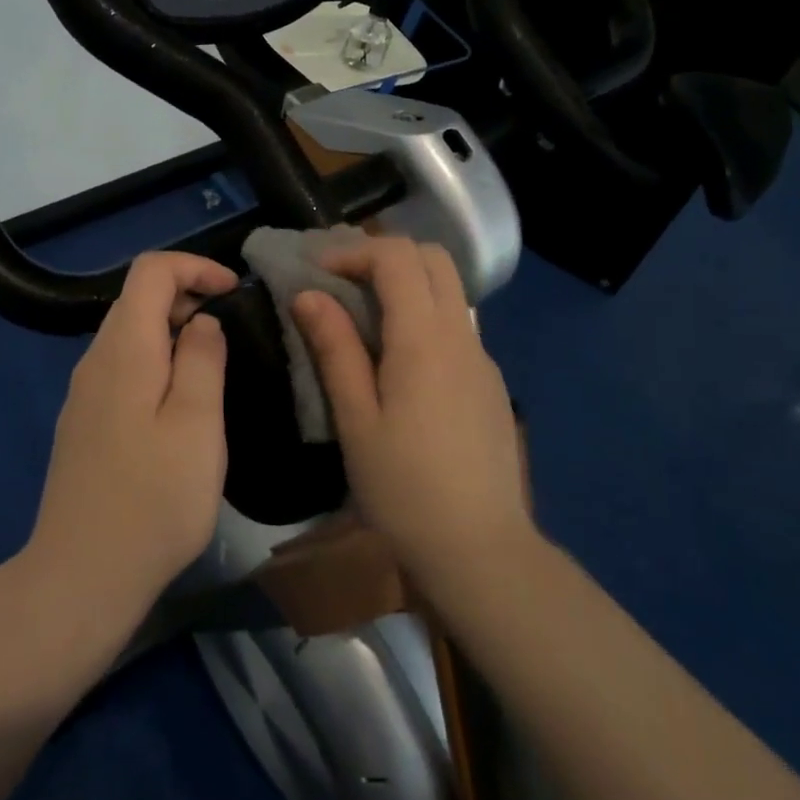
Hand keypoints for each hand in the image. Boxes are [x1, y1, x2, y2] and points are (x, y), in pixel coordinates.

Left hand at [26, 252, 237, 617]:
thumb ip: (202, 359)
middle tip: (231, 334)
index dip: (195, 267)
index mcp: (124, 349)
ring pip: (130, 337)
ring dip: (173, 335)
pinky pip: (122, 370)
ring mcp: (83, 394)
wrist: (82, 574)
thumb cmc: (154, 498)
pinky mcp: (83, 424)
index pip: (150, 271)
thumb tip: (201, 321)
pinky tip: (179, 409)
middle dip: (187, 298)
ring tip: (213, 371)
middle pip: (137, 300)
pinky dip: (156, 365)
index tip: (234, 292)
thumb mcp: (197, 424)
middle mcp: (95, 360)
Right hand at [291, 237, 533, 579]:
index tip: (316, 273)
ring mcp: (483, 358)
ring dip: (407, 283)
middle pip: (433, 258)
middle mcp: (462, 335)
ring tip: (363, 315)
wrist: (479, 548)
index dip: (353, 252)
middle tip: (341, 282)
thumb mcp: (356, 420)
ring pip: (450, 290)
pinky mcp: (490, 383)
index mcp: (425, 339)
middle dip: (384, 255)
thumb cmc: (403, 487)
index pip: (397, 257)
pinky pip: (457, 325)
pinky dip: (424, 315)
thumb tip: (309, 295)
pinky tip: (397, 360)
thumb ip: (335, 350)